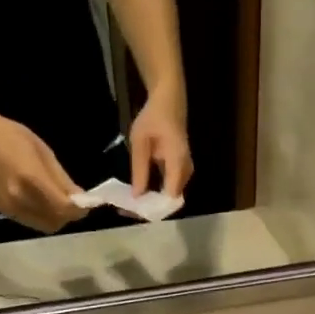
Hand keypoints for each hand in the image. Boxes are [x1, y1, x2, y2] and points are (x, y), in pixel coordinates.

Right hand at [0, 103, 86, 233]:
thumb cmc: (12, 137)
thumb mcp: (44, 152)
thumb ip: (63, 180)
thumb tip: (82, 199)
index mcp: (31, 180)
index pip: (63, 207)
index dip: (79, 209)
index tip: (89, 203)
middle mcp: (20, 199)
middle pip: (56, 222)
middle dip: (70, 216)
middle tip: (76, 203)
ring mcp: (11, 208)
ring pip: (45, 226)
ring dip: (58, 218)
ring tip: (61, 202)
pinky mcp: (5, 212)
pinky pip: (33, 222)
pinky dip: (45, 216)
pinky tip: (46, 203)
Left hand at [129, 89, 192, 204]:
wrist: (169, 102)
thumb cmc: (153, 118)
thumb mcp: (140, 142)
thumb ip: (140, 170)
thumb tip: (137, 196)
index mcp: (177, 162)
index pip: (170, 196)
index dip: (154, 207)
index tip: (135, 212)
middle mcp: (186, 170)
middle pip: (171, 200)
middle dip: (151, 208)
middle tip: (128, 211)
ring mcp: (186, 171)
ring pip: (171, 197)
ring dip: (153, 202)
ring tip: (131, 205)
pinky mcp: (182, 171)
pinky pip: (171, 189)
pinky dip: (157, 194)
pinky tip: (141, 194)